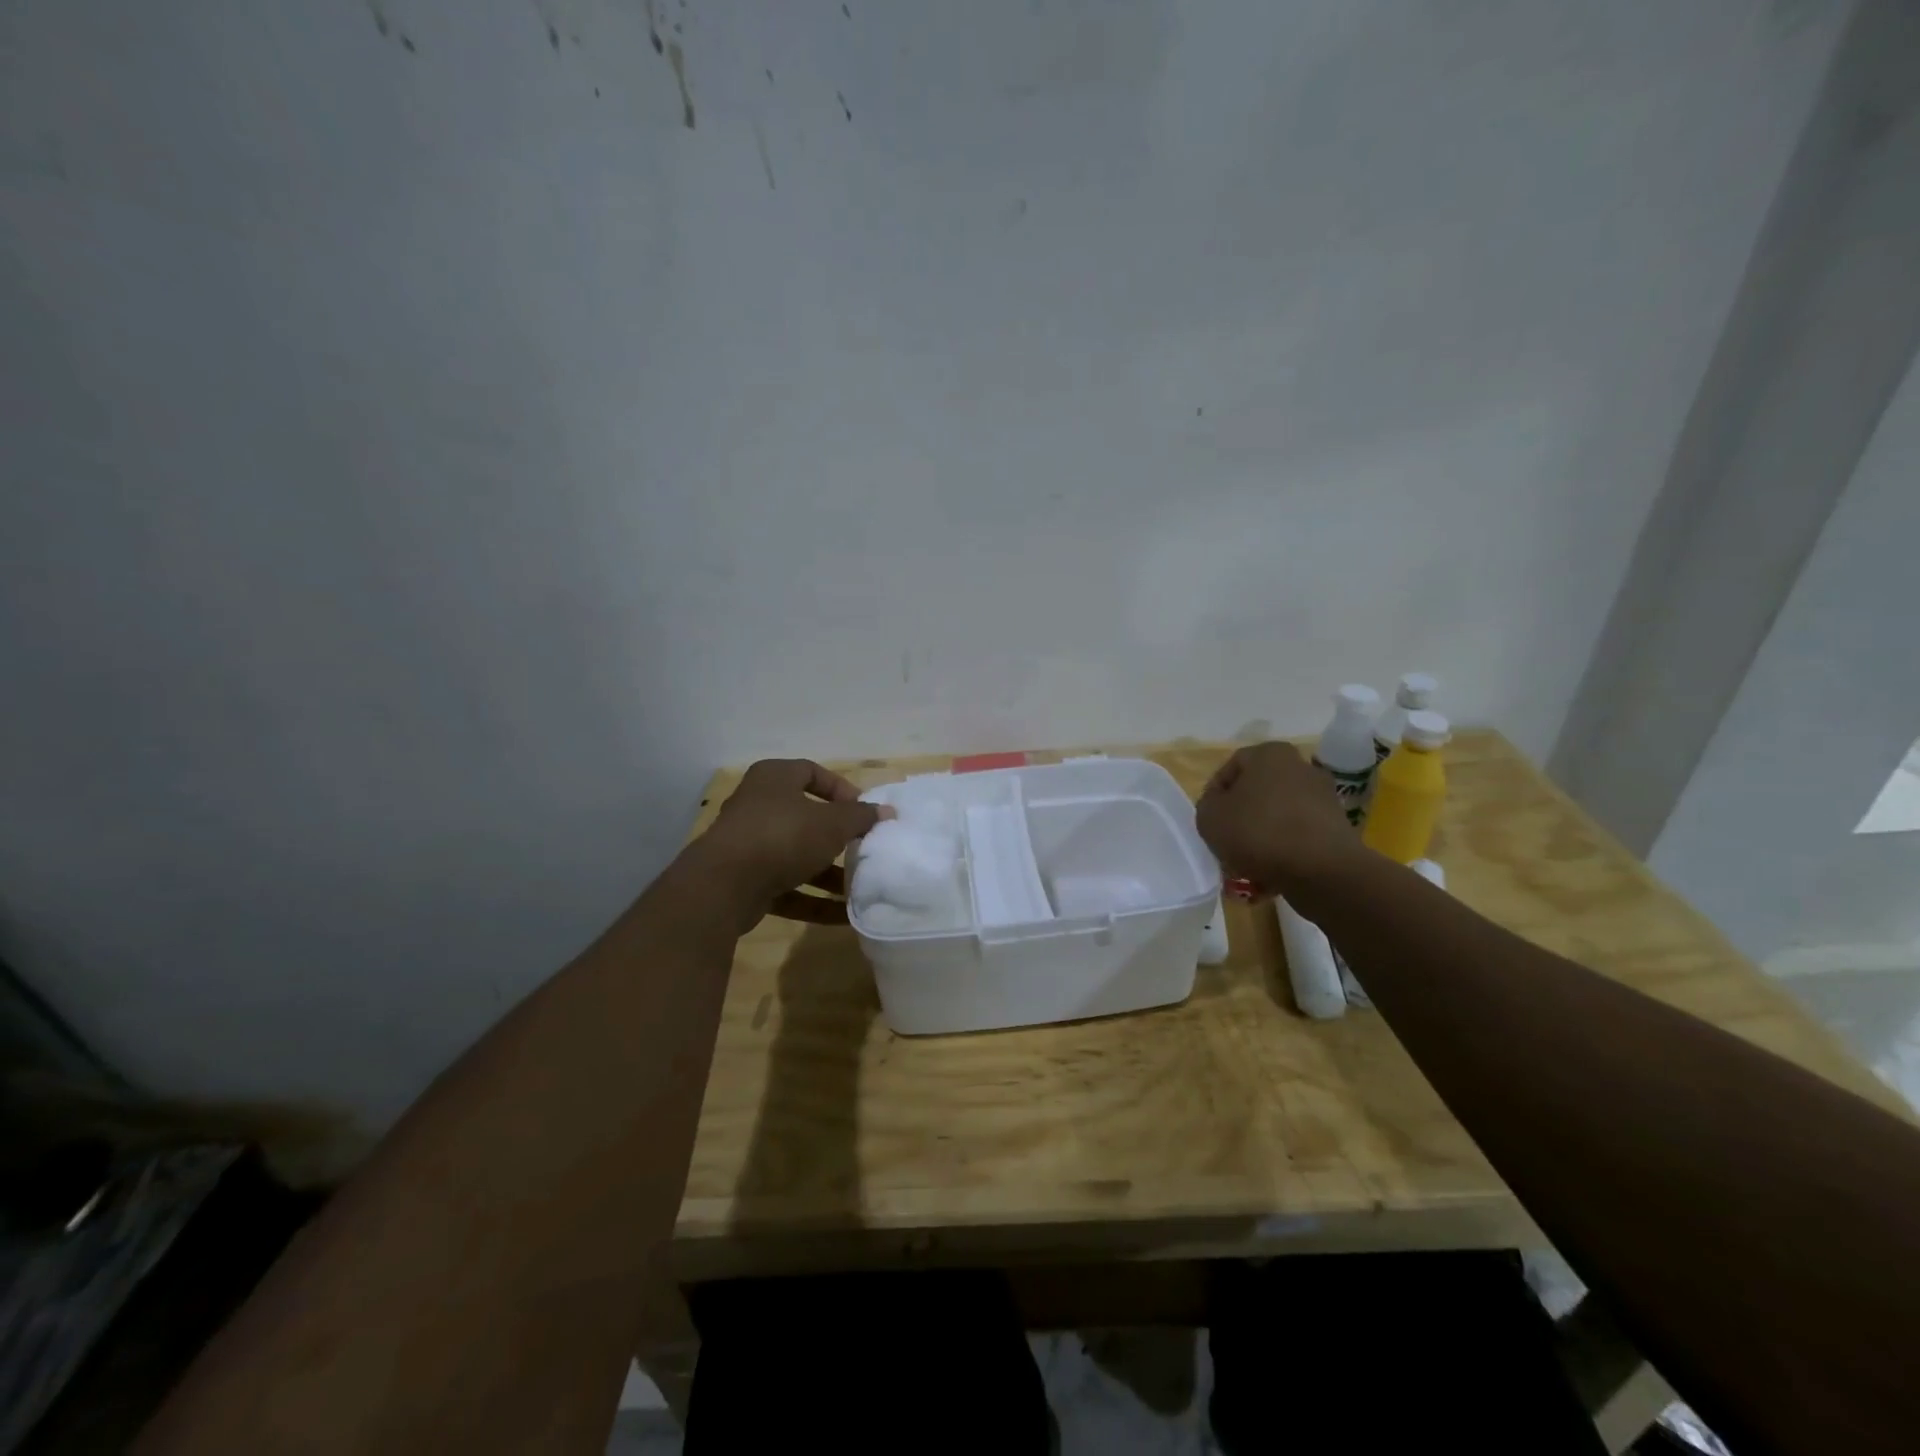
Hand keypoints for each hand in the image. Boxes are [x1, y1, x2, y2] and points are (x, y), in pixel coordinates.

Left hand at [687, 759, 889, 929]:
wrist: (724, 886)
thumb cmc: (783, 836)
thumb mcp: (832, 823)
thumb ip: (861, 817)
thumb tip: (887, 811)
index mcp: (774, 779)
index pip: (812, 772)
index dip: (841, 790)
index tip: (863, 812)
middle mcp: (758, 806)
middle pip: (806, 816)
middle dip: (837, 836)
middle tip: (863, 848)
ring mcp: (749, 845)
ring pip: (796, 855)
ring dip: (828, 872)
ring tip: (859, 886)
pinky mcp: (746, 881)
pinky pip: (787, 887)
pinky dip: (813, 899)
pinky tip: (843, 915)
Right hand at [1195, 741, 1366, 898]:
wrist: (1321, 870)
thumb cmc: (1258, 832)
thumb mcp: (1209, 816)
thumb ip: (1207, 805)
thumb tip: (1221, 807)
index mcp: (1270, 754)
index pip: (1230, 768)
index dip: (1214, 795)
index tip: (1209, 821)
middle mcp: (1301, 767)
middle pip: (1257, 793)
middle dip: (1240, 819)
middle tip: (1226, 843)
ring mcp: (1323, 798)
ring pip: (1277, 818)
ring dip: (1261, 839)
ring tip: (1246, 867)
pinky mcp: (1337, 828)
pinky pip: (1298, 838)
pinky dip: (1284, 853)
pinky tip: (1270, 877)